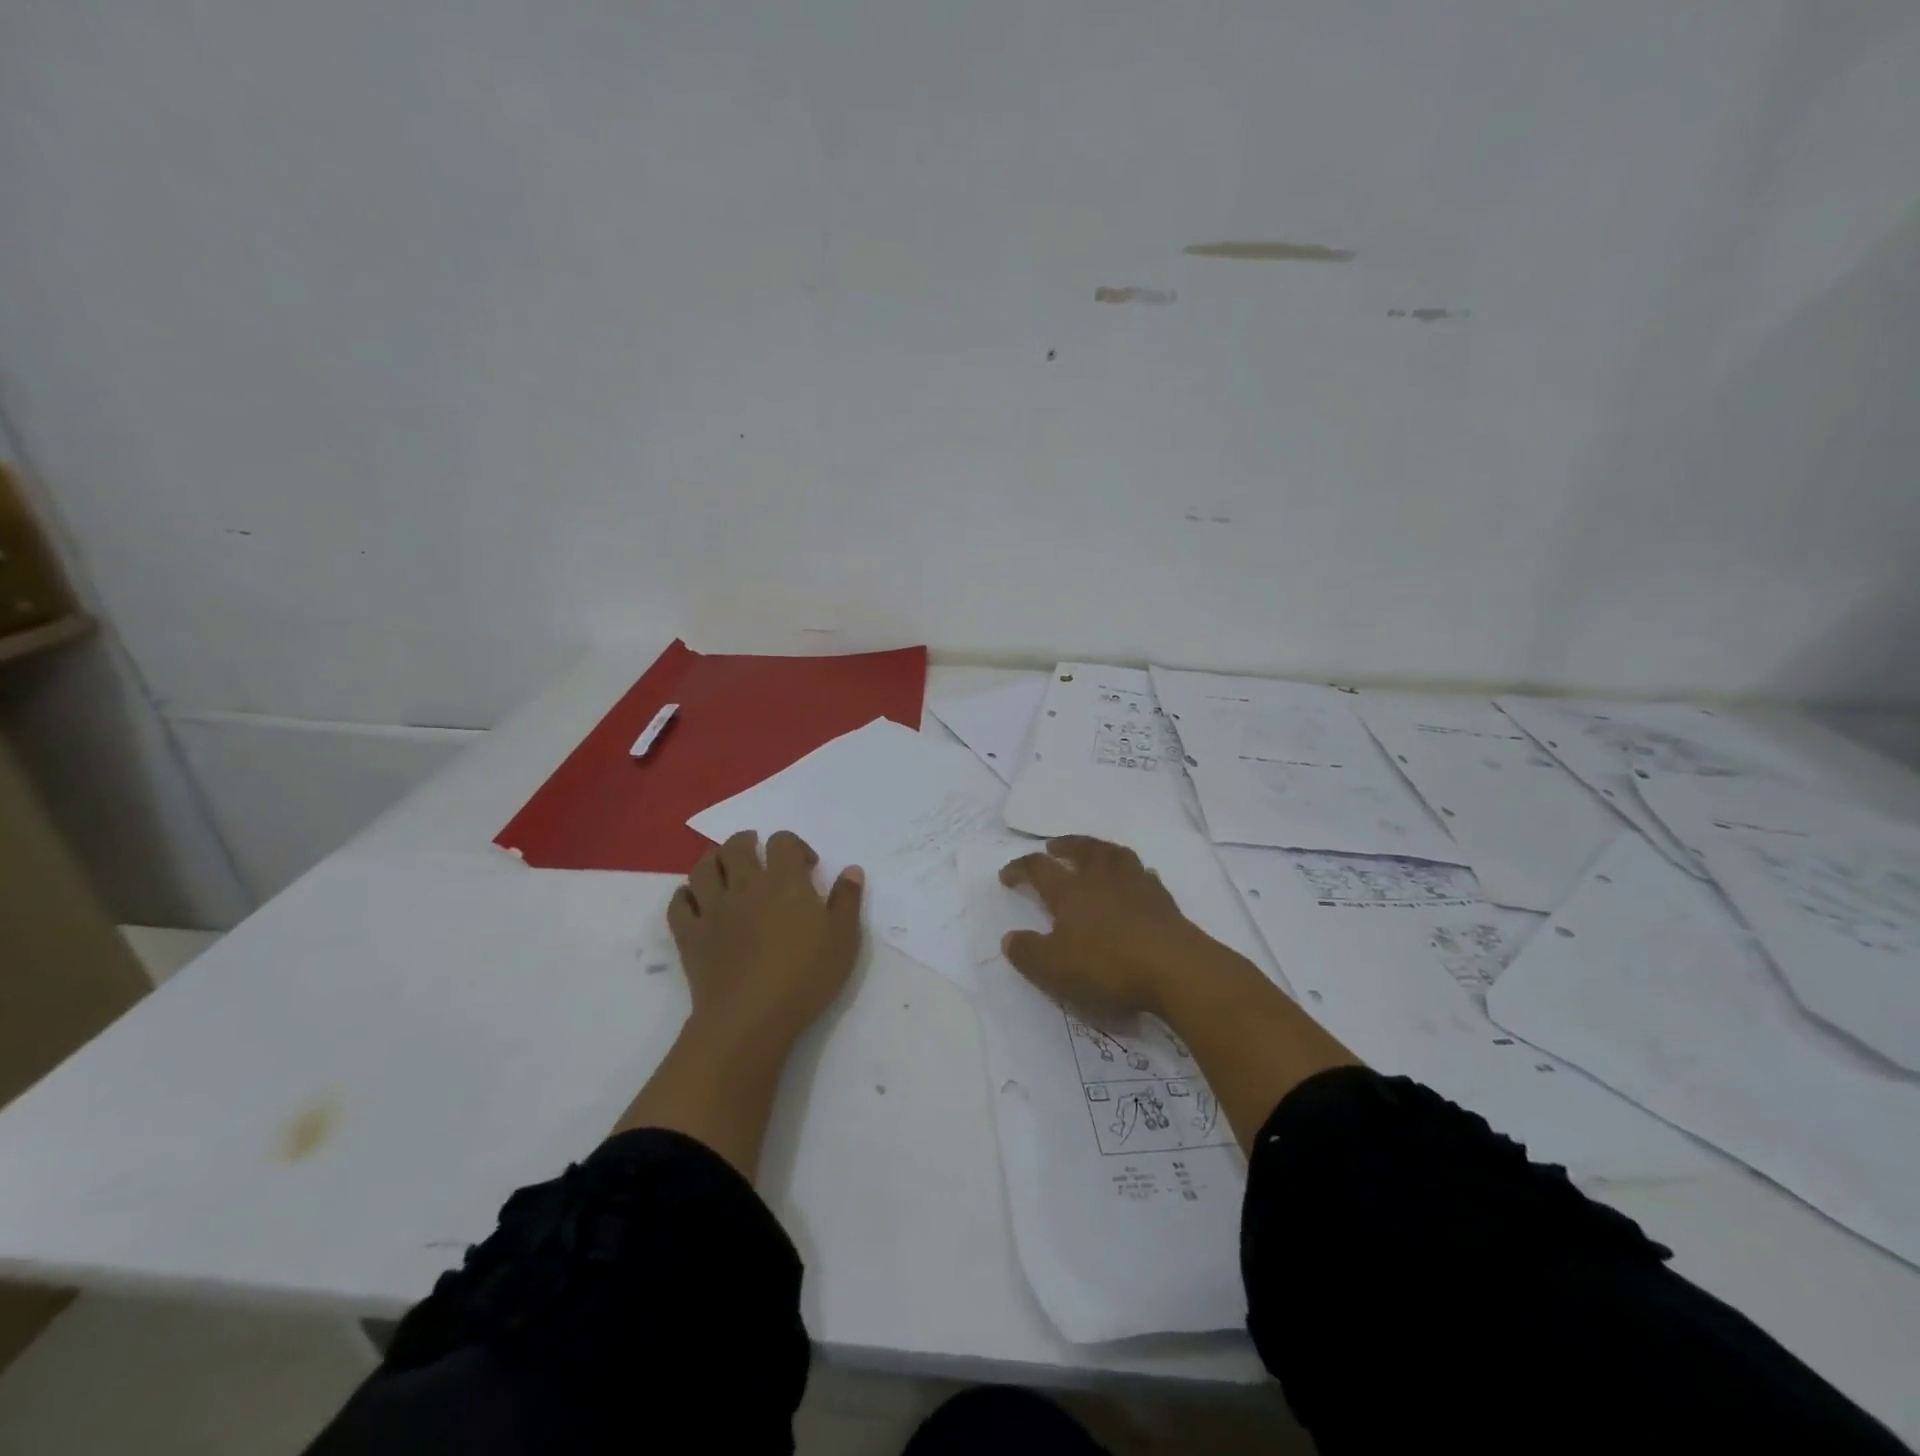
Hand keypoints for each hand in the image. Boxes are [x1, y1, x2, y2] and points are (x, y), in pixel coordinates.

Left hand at [669, 830, 864, 1045]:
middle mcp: (745, 885)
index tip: (806, 866)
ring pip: (703, 867)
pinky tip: (696, 900)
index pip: (782, 841)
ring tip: (725, 868)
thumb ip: (847, 900)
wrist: (750, 1018)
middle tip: (758, 853)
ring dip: (714, 860)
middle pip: (736, 846)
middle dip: (747, 842)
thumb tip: (851, 869)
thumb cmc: (804, 977)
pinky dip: (685, 894)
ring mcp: (712, 909)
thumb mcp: (843, 939)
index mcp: (785, 882)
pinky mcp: (689, 935)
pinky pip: (678, 903)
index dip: (794, 845)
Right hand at [999, 836, 1236, 1019]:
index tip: (1007, 875)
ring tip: (1093, 851)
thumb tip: (1009, 938)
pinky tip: (1134, 879)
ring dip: (1098, 848)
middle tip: (1053, 846)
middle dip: (1064, 845)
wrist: (1175, 969)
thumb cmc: (1107, 967)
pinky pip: (1143, 874)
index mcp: (1069, 891)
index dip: (1019, 868)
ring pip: (1113, 854)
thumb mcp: (1055, 968)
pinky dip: (1132, 871)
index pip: (1038, 868)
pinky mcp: (1162, 898)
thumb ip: (1028, 952)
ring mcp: (1135, 884)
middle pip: (1080, 849)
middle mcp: (1100, 878)